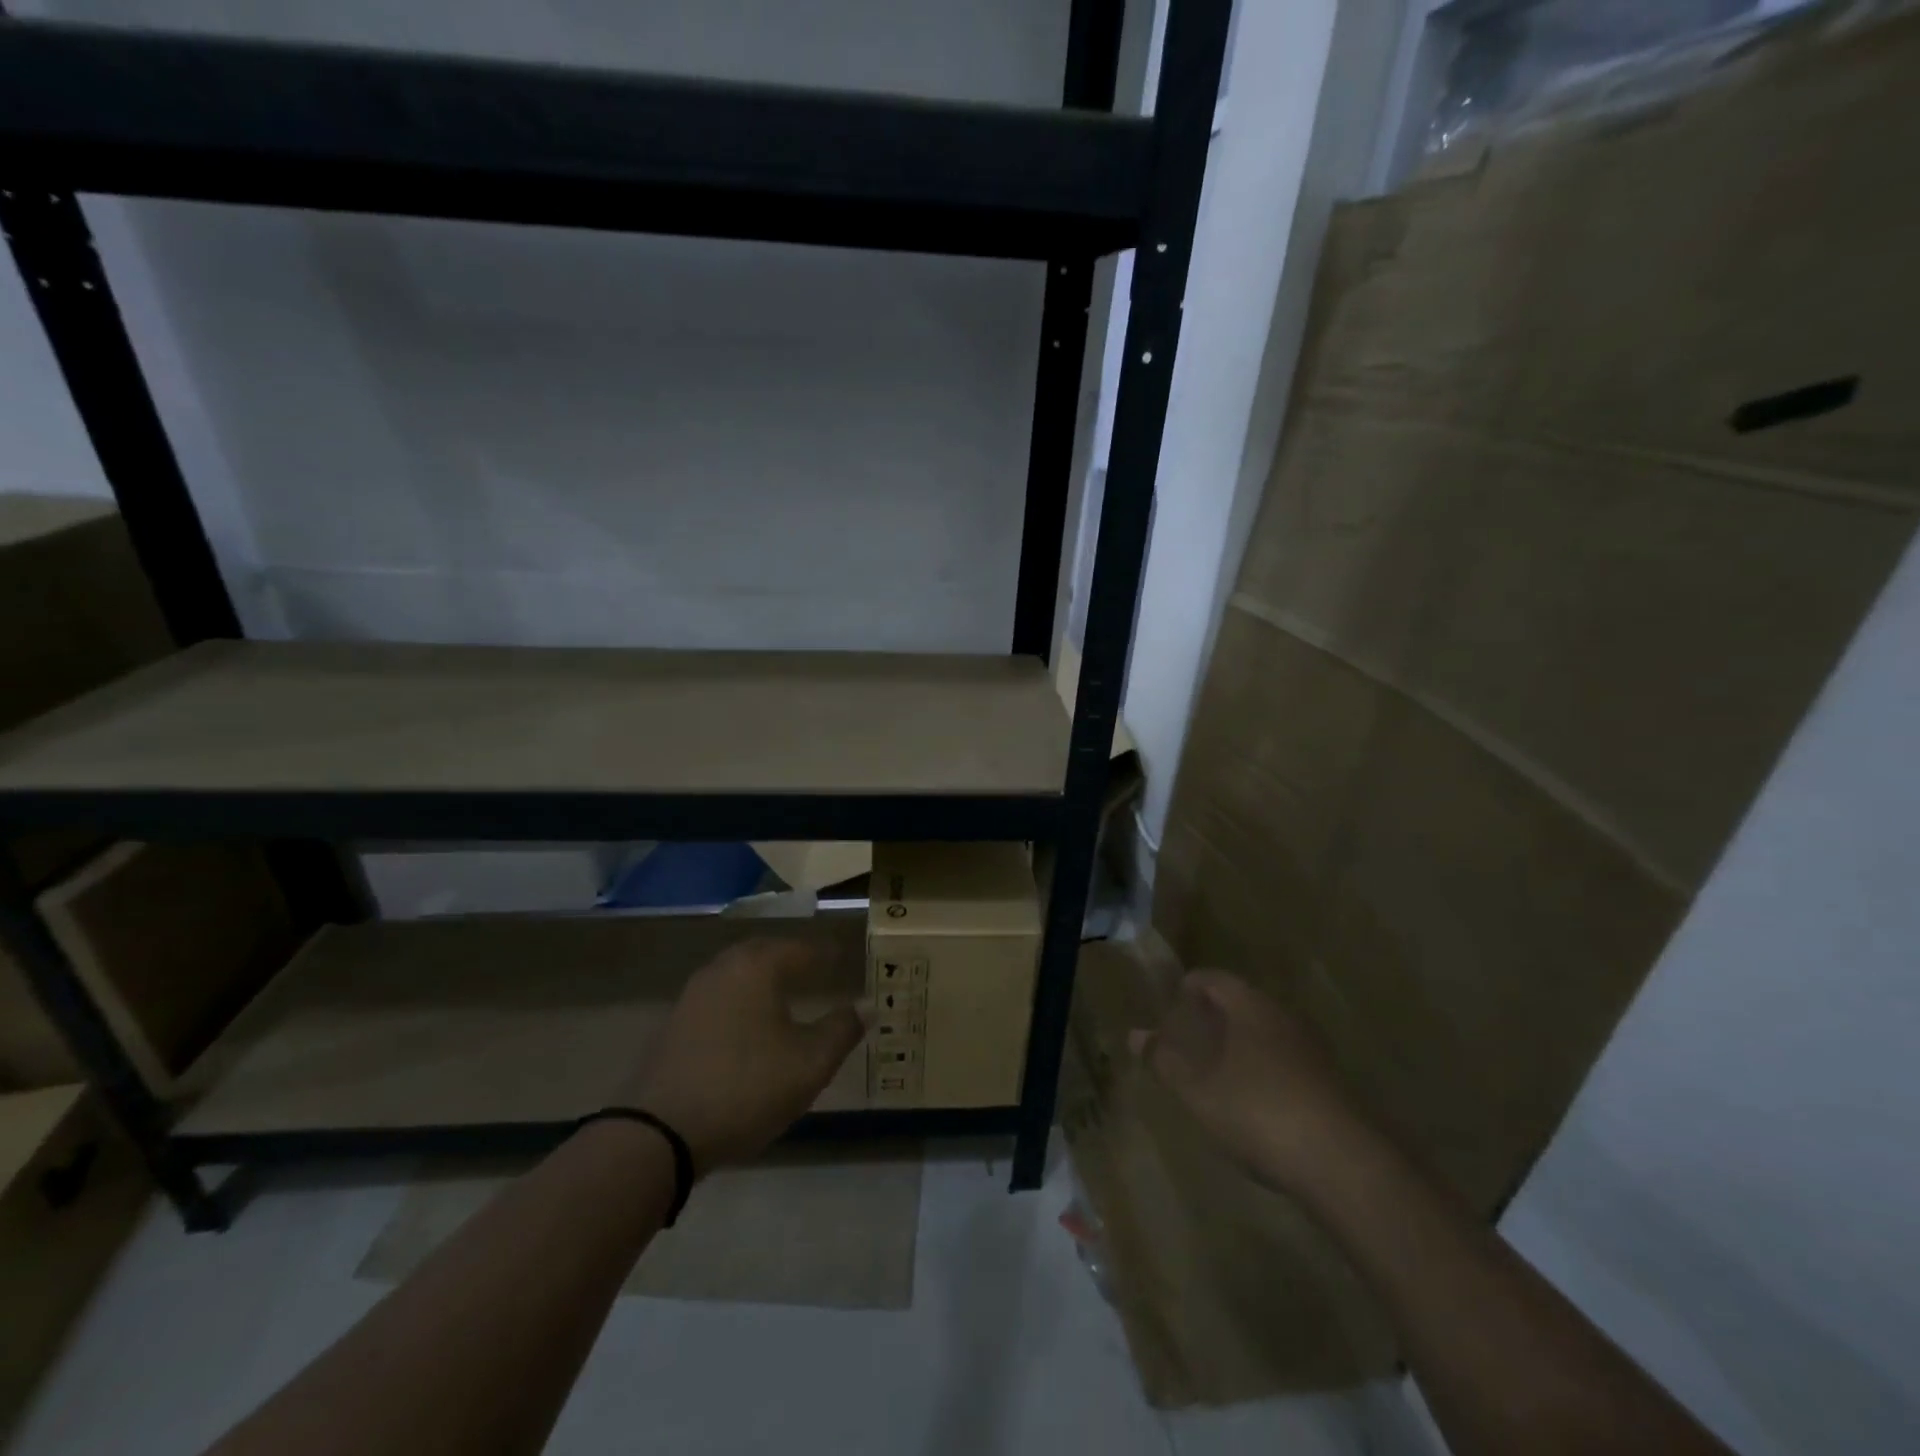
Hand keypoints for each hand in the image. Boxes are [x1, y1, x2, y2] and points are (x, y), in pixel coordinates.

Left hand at [620, 938, 867, 1171]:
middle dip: (790, 957)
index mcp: (758, 968)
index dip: (824, 953)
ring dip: (762, 977)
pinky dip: (740, 999)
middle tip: (813, 967)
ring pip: (736, 973)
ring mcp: (693, 995)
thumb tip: (866, 1005)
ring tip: (783, 993)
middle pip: (763, 952)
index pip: (801, 948)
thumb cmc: (746, 1087)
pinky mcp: (674, 1024)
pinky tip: (748, 1023)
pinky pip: (718, 997)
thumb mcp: (809, 1064)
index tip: (842, 956)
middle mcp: (723, 969)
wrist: (659, 1133)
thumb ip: (841, 1030)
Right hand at [1130, 970, 1369, 1197]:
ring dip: (1240, 1044)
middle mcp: (1283, 1017)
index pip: (1214, 979)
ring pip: (1266, 1033)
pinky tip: (1253, 1100)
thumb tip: (1135, 1035)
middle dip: (1214, 1016)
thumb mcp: (1198, 1089)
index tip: (1171, 1003)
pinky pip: (1286, 1061)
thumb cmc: (1258, 1111)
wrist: (1344, 1165)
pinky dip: (1264, 1068)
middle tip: (1188, 1037)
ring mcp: (1313, 1050)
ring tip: (1216, 1069)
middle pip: (1242, 1003)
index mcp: (1249, 1006)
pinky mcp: (1331, 1083)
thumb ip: (1164, 1060)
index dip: (1189, 986)